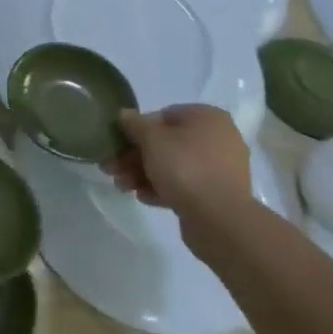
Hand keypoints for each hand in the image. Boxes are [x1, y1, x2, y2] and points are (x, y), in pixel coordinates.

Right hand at [109, 104, 250, 227]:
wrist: (219, 219)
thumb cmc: (184, 167)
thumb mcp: (151, 139)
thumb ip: (134, 124)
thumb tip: (125, 114)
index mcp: (207, 117)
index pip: (164, 116)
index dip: (138, 129)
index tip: (119, 143)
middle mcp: (219, 139)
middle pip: (167, 143)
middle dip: (136, 156)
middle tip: (112, 168)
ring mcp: (220, 169)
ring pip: (174, 166)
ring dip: (144, 174)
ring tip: (122, 186)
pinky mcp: (218, 195)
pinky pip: (185, 185)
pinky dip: (163, 188)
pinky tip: (142, 197)